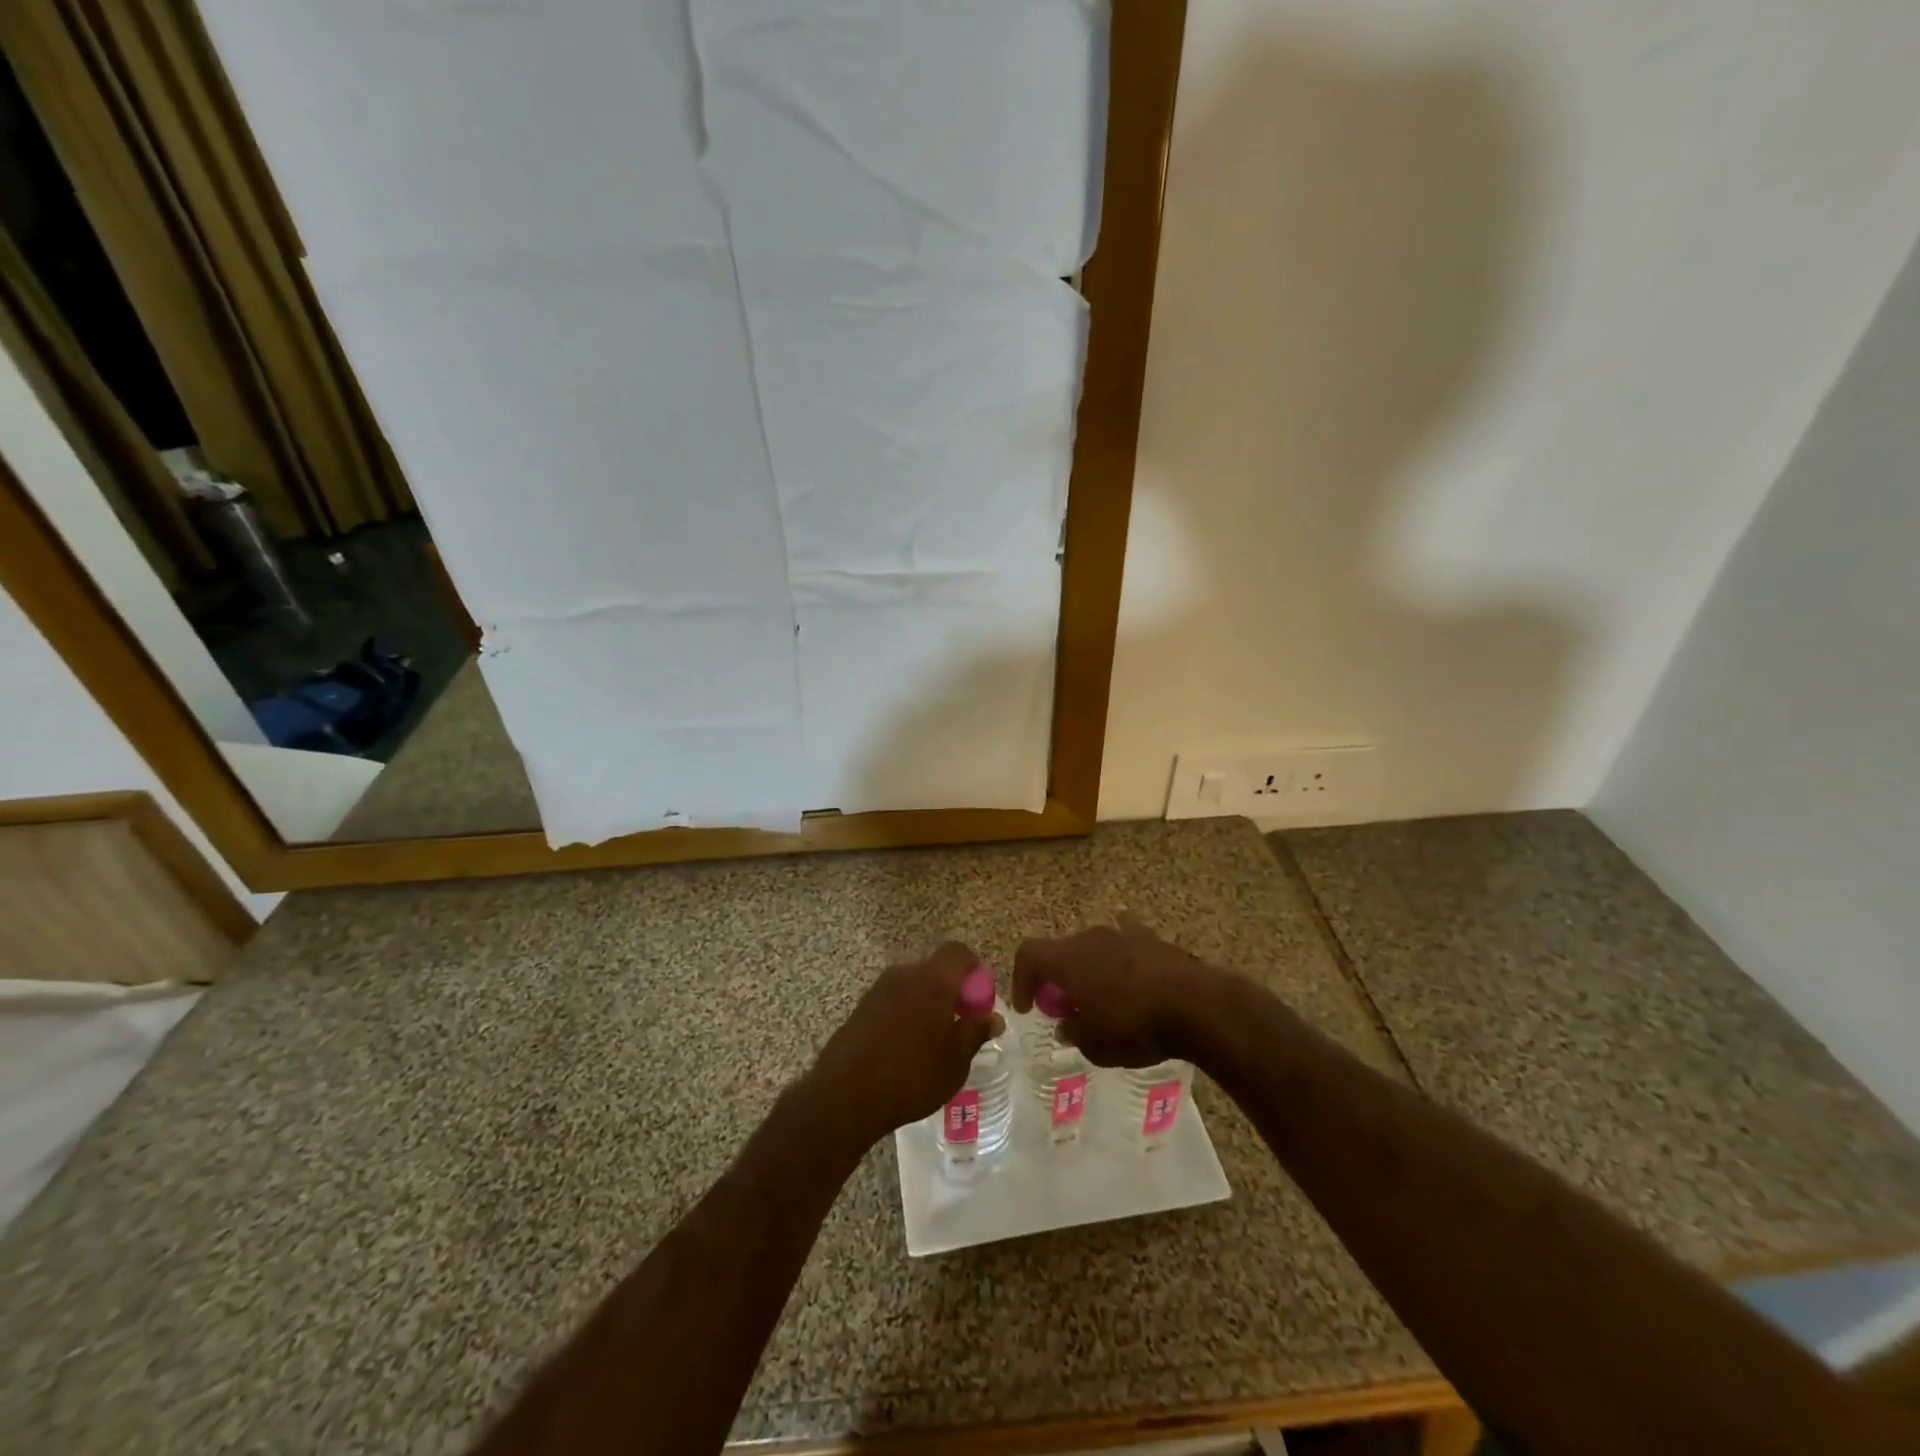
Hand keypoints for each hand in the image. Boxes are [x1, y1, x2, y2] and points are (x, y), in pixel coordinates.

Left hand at [807, 942, 1003, 1148]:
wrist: (844, 1097)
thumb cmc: (910, 1077)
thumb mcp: (955, 1062)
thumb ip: (975, 1032)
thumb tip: (993, 1017)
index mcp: (932, 980)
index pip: (958, 952)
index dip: (974, 970)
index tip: (979, 1001)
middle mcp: (904, 974)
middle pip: (935, 969)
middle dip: (952, 991)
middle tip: (959, 1025)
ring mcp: (878, 989)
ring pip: (913, 985)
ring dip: (928, 1004)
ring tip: (933, 1043)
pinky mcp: (861, 1007)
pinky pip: (894, 1000)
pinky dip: (906, 1014)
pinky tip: (905, 1050)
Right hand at [1012, 913, 1225, 1067]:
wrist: (1196, 1005)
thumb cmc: (1136, 1026)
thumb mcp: (1096, 1045)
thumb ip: (1074, 1033)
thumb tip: (1067, 1025)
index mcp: (1068, 959)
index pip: (1028, 955)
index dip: (1021, 980)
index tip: (1028, 1008)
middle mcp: (1090, 938)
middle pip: (1061, 951)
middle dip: (1058, 979)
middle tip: (1067, 1009)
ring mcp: (1123, 933)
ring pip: (1093, 947)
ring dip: (1090, 970)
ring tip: (1103, 998)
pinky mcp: (1152, 938)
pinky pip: (1127, 940)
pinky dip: (1121, 956)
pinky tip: (1131, 972)